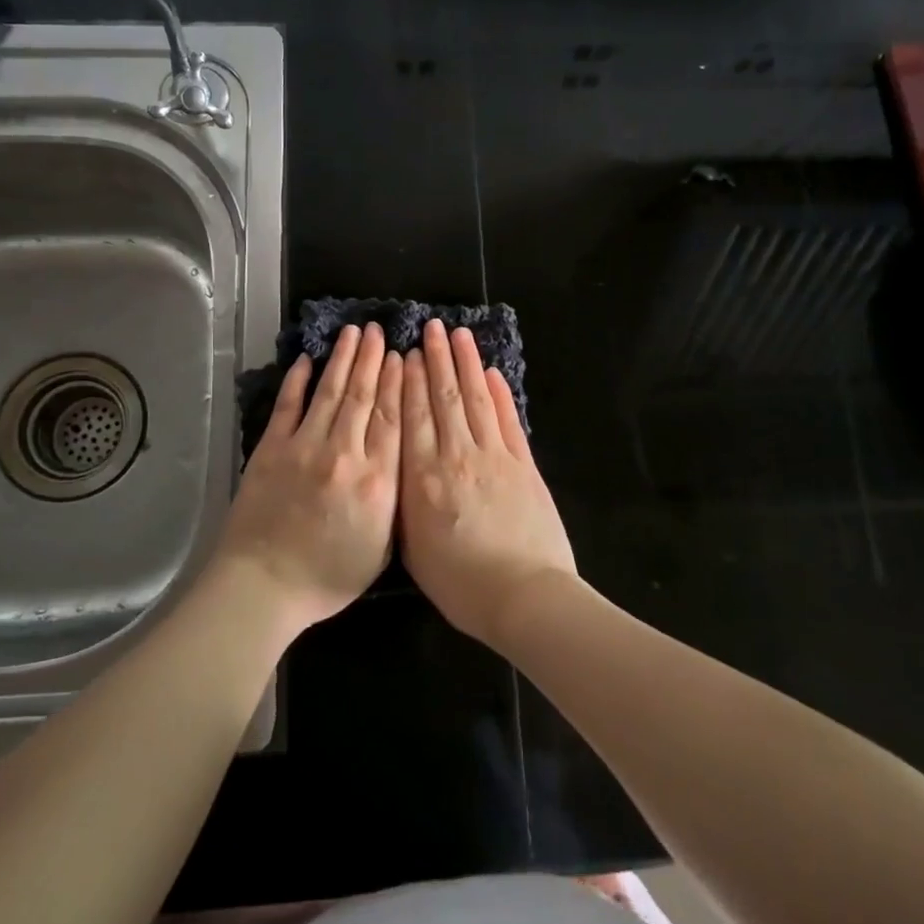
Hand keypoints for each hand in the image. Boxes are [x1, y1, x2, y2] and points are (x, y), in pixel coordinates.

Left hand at [215, 323, 401, 632]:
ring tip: (353, 333)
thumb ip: (395, 501)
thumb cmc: (328, 577)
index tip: (402, 356)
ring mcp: (304, 447)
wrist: (264, 586)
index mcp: (376, 480)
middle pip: (363, 397)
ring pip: (329, 392)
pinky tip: (307, 359)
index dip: (398, 382)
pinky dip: (298, 380)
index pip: (392, 418)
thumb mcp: (381, 548)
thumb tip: (401, 460)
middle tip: (378, 330)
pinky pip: (288, 406)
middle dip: (372, 360)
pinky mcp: (272, 449)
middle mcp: (344, 454)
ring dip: (343, 360)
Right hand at [399, 319, 577, 649]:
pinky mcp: (524, 464)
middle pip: (443, 398)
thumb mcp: (414, 551)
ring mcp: (494, 456)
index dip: (407, 381)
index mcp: (423, 479)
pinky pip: (508, 420)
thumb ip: (404, 504)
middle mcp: (456, 456)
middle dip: (436, 360)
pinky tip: (492, 373)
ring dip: (467, 365)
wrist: (525, 596)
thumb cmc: (462, 584)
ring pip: (476, 400)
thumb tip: (399, 469)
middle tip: (430, 327)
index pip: (412, 417)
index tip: (404, 353)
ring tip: (459, 334)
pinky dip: (500, 394)